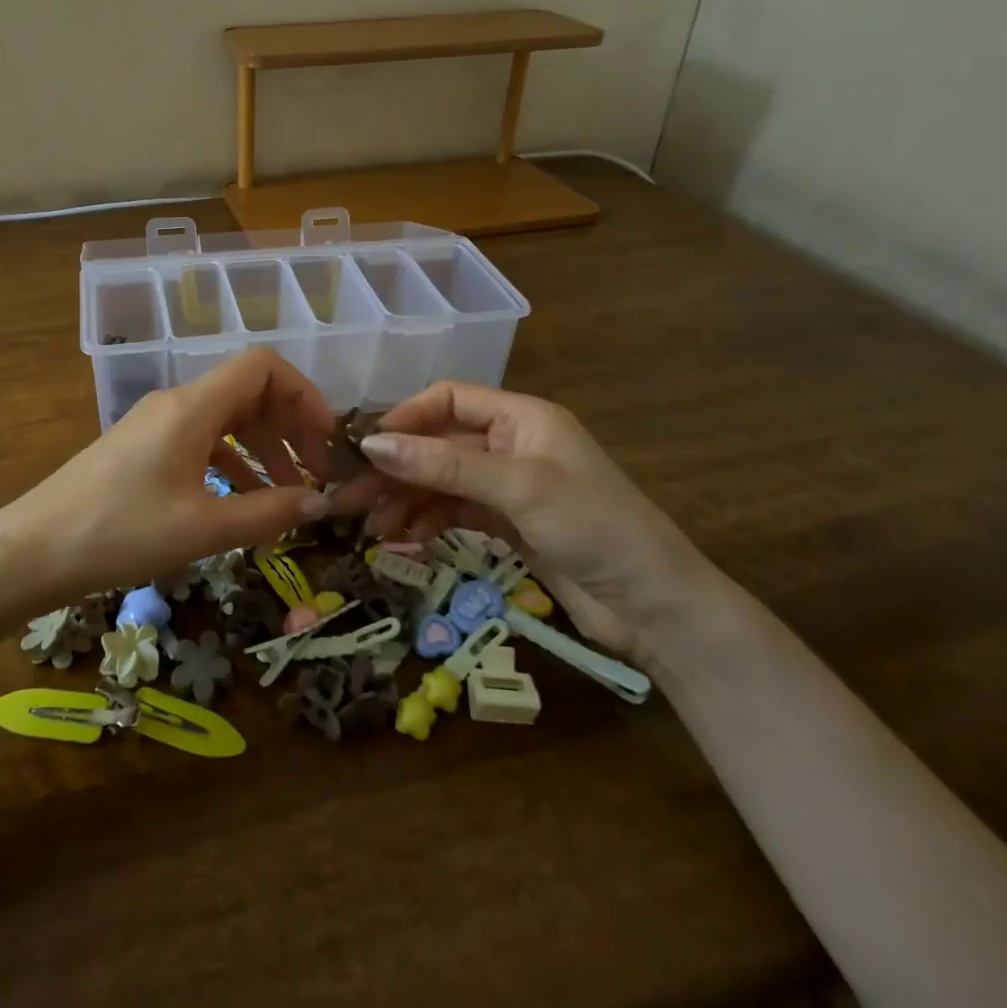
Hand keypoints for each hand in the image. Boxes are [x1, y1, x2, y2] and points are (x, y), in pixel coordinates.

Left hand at [0, 349, 351, 610]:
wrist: (31, 551)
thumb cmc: (120, 533)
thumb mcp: (202, 529)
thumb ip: (268, 513)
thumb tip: (320, 503)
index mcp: (193, 407)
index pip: (263, 367)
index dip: (305, 395)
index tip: (326, 441)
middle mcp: (176, 403)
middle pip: (248, 391)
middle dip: (289, 426)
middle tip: (315, 474)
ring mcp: (155, 425)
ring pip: (225, 419)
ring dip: (262, 448)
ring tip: (289, 494)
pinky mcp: (141, 449)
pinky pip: (200, 441)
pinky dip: (231, 463)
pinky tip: (243, 501)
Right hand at [341, 382, 717, 660]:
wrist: (657, 609)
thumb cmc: (594, 528)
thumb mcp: (518, 489)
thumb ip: (444, 466)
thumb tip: (372, 446)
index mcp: (522, 417)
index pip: (449, 399)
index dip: (405, 418)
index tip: (365, 448)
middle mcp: (512, 444)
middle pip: (438, 445)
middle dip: (396, 469)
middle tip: (349, 498)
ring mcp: (509, 486)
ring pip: (441, 481)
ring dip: (406, 500)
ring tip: (373, 529)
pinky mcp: (508, 524)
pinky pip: (455, 511)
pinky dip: (429, 522)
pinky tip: (407, 541)